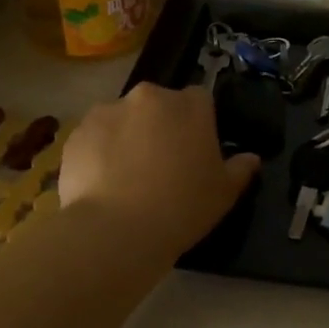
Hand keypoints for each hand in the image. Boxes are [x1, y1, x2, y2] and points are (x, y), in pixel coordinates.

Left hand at [59, 83, 260, 260]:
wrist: (116, 230)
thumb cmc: (182, 207)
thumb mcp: (224, 194)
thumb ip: (240, 169)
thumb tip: (251, 158)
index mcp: (189, 106)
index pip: (200, 100)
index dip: (198, 124)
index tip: (196, 150)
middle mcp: (148, 97)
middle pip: (158, 105)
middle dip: (160, 126)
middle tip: (162, 164)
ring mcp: (106, 111)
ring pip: (123, 119)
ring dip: (128, 137)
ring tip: (127, 177)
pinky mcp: (77, 133)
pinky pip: (95, 137)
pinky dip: (100, 152)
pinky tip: (103, 183)